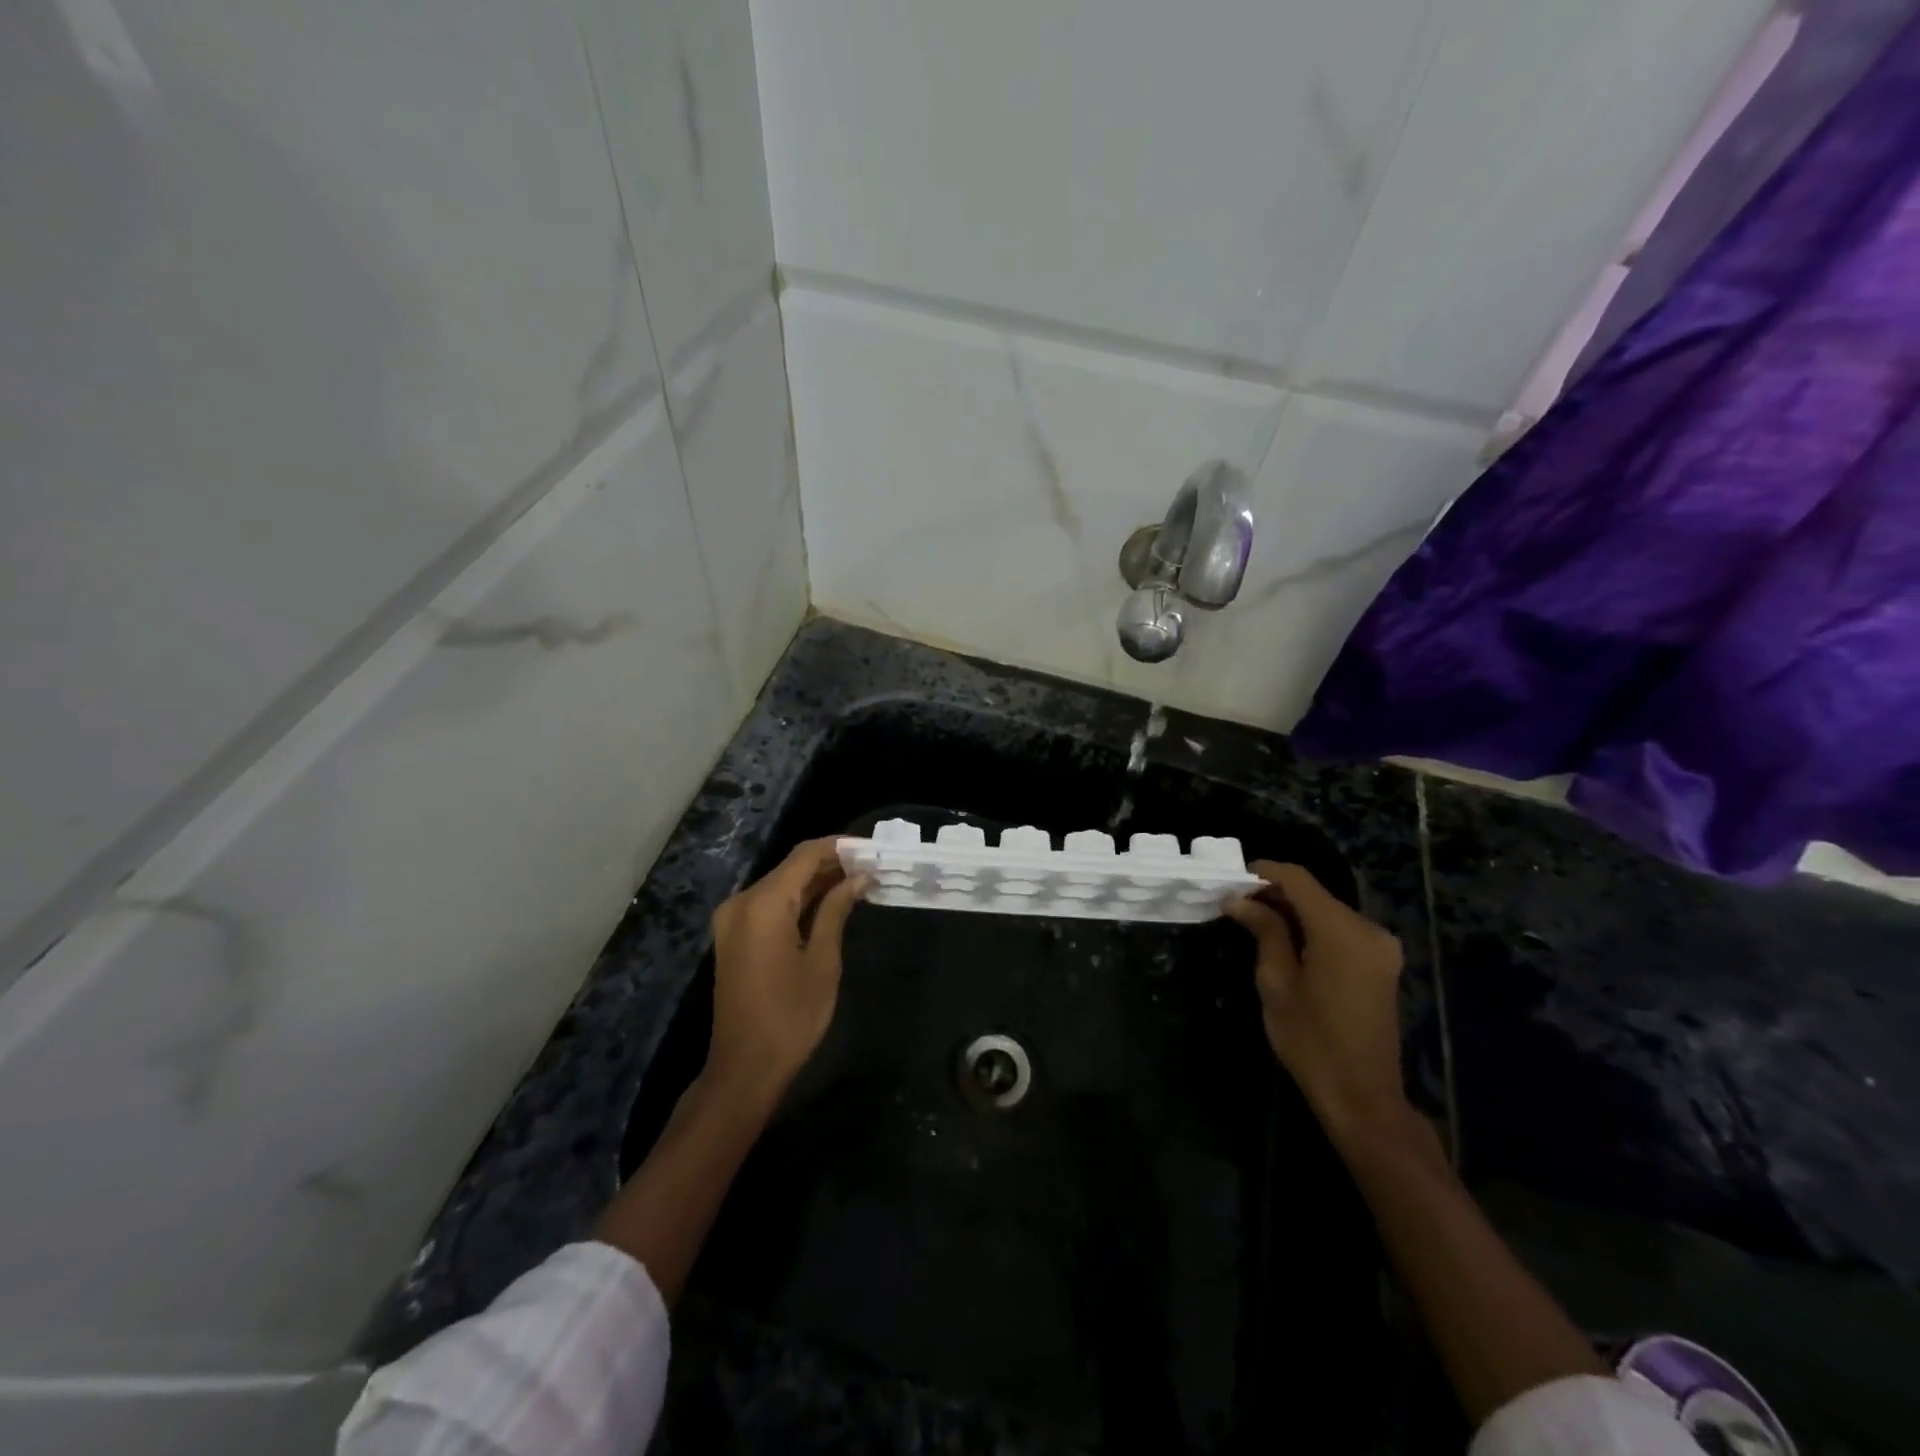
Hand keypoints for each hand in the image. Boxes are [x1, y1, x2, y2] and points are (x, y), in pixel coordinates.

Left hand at [705, 837, 868, 1107]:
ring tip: (859, 880)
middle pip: (791, 867)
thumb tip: (859, 877)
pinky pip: (770, 904)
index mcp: (763, 904)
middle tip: (871, 865)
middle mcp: (742, 902)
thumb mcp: (823, 961)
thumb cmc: (791, 1016)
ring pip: (782, 885)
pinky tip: (831, 902)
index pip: (805, 855)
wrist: (744, 1068)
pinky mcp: (735, 936)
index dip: (839, 846)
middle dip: (831, 862)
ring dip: (817, 881)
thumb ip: (837, 910)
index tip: (872, 847)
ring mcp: (734, 919)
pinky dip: (799, 900)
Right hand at [1223, 862, 1407, 1142]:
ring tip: (1254, 921)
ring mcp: (1380, 947)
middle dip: (1275, 893)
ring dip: (1293, 911)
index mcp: (1341, 931)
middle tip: (1236, 903)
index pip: (1298, 880)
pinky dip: (1312, 928)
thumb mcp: (1277, 983)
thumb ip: (1264, 932)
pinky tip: (1285, 940)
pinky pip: (1341, 931)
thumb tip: (1240, 900)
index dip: (1264, 872)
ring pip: (1328, 911)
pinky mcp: (1382, 964)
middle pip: (1315, 894)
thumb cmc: (1311, 1041)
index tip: (1232, 878)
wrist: (1363, 1097)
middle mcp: (1368, 929)